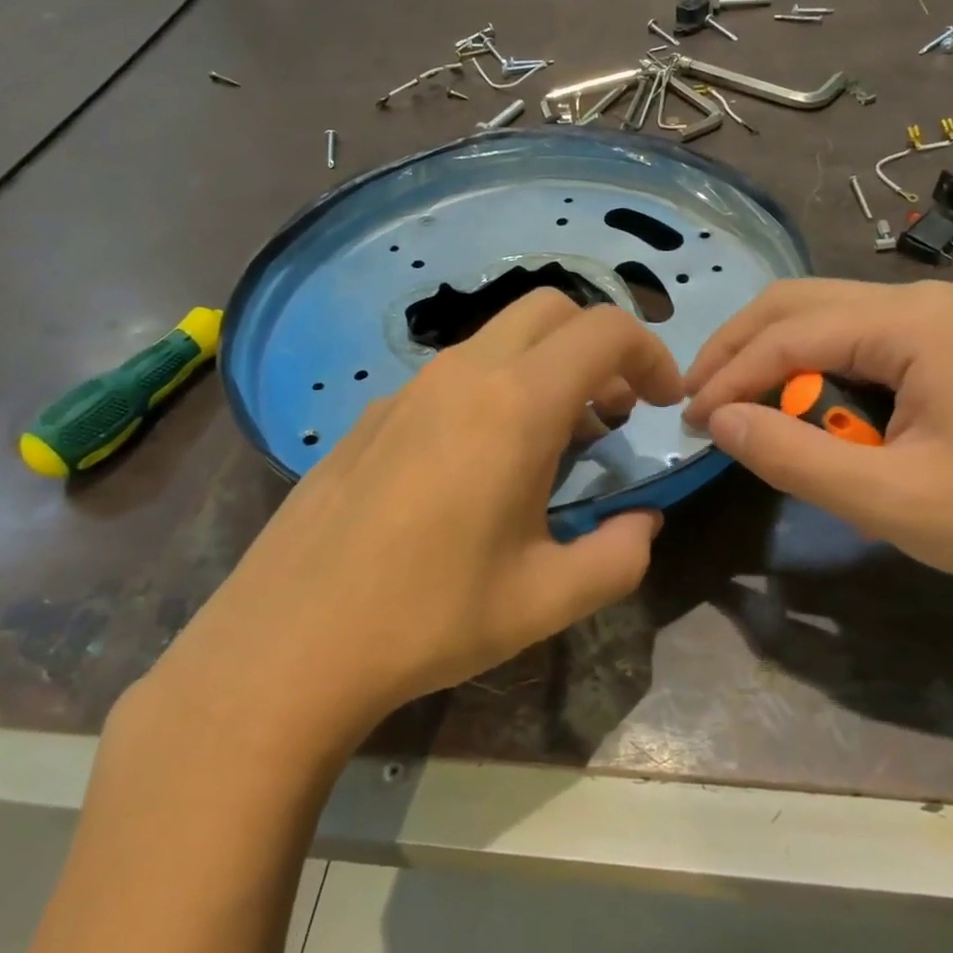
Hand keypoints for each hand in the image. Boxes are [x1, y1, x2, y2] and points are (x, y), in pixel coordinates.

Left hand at [144, 290, 683, 748]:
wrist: (289, 642)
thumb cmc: (430, 618)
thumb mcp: (548, 600)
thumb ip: (620, 556)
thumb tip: (643, 523)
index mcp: (515, 406)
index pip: (605, 331)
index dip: (651, 353)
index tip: (663, 403)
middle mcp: (463, 375)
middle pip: (551, 310)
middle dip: (599, 346)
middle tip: (614, 413)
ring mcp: (409, 388)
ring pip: (499, 338)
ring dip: (546, 368)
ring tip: (554, 444)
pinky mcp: (373, 413)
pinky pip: (454, 374)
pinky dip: (495, 389)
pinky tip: (479, 465)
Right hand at [683, 279, 952, 609]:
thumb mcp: (887, 501)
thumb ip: (793, 457)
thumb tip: (717, 421)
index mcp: (911, 323)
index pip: (789, 333)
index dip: (729, 375)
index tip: (689, 420)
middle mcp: (917, 300)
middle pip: (796, 303)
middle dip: (738, 349)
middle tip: (696, 400)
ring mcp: (931, 317)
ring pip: (819, 315)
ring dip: (769, 356)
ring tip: (734, 403)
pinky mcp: (936, 343)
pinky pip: (849, 338)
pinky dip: (807, 367)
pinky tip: (794, 404)